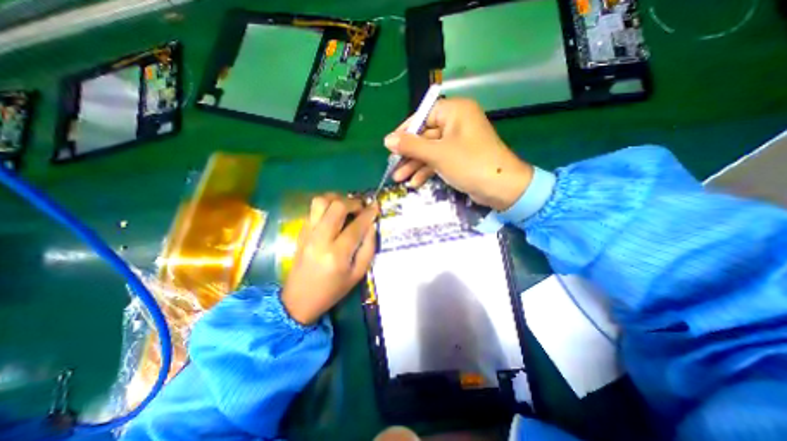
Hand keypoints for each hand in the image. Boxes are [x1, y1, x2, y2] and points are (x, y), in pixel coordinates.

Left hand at [281, 195, 379, 324]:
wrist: (299, 299)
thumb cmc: (333, 290)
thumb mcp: (358, 274)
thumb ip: (368, 247)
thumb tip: (371, 225)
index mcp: (337, 254)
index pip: (356, 226)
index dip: (368, 213)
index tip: (376, 206)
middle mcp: (320, 239)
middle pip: (336, 206)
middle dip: (353, 202)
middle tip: (361, 208)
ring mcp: (307, 233)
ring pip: (320, 201)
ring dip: (336, 199)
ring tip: (346, 207)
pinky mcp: (300, 231)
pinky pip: (313, 209)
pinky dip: (326, 206)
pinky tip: (333, 215)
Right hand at [382, 98, 530, 210]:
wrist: (500, 188)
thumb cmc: (469, 163)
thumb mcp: (437, 153)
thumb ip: (411, 145)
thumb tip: (387, 140)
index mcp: (454, 112)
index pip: (423, 116)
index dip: (405, 131)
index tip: (390, 145)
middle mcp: (456, 123)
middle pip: (425, 136)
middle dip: (409, 154)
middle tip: (393, 167)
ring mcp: (457, 142)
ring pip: (430, 151)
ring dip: (415, 165)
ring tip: (399, 179)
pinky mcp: (458, 158)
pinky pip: (438, 160)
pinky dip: (427, 171)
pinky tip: (415, 183)